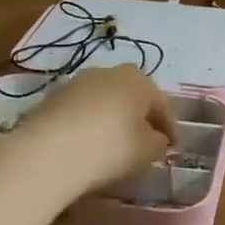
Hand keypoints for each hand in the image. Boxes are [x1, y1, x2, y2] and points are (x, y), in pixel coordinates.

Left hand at [14, 64, 176, 191]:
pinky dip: (86, 125)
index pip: (161, 104)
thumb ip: (158, 142)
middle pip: (131, 96)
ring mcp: (76, 82)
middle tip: (145, 141)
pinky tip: (86, 146)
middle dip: (139, 117)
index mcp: (138, 79)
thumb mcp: (147, 151)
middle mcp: (108, 72)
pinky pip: (79, 112)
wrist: (49, 152)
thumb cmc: (111, 147)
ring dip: (110, 119)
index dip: (170, 127)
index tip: (174, 147)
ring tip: (112, 145)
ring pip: (103, 101)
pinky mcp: (51, 98)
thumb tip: (157, 139)